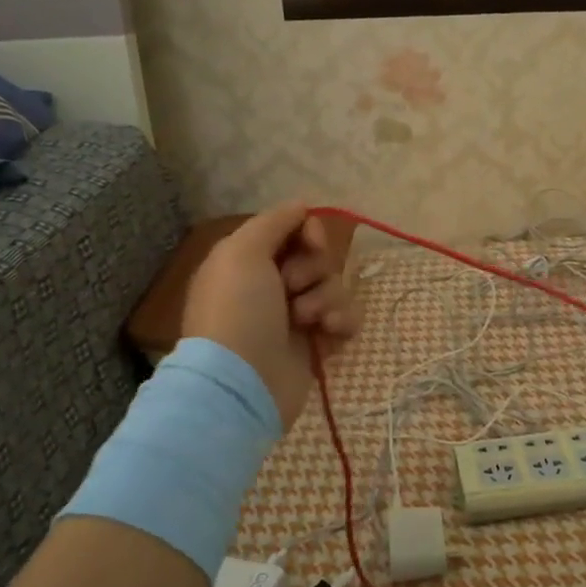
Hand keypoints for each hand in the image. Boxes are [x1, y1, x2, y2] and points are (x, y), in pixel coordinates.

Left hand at [181, 203, 360, 430]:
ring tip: (307, 321)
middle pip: (319, 258)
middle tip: (293, 289)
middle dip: (314, 270)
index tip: (312, 243)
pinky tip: (328, 333)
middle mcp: (273, 285)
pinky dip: (343, 322)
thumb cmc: (238, 310)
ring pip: (336, 287)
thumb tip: (302, 205)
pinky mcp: (318, 343)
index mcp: (250, 261)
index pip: (294, 230)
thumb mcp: (242, 252)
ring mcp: (297, 316)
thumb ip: (273, 222)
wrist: (244, 381)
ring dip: (327, 299)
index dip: (309, 232)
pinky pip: (347, 318)